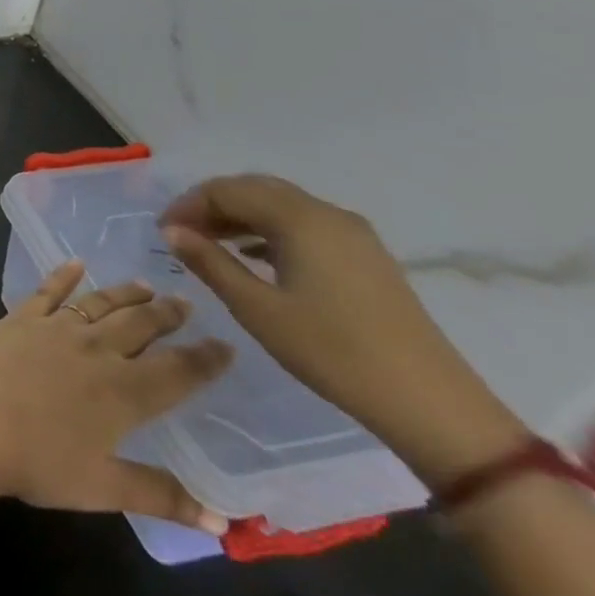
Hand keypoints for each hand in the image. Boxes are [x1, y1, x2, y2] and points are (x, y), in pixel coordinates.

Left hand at [0, 263, 232, 533]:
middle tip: (186, 302)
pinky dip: (63, 275)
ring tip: (146, 285)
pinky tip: (75, 263)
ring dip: (125, 294)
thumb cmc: (39, 461)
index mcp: (124, 393)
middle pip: (140, 327)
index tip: (226, 344)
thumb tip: (224, 522)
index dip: (205, 359)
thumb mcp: (105, 489)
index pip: (177, 372)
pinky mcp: (20, 318)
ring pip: (99, 304)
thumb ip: (162, 497)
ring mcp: (55, 328)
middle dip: (166, 315)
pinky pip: (47, 291)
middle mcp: (95, 350)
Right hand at [160, 174, 527, 487]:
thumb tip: (171, 231)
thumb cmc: (332, 352)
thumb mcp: (257, 309)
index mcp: (300, 218)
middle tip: (182, 233)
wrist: (431, 406)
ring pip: (281, 206)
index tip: (163, 232)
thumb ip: (209, 262)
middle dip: (213, 205)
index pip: (227, 190)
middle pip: (255, 190)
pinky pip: (304, 225)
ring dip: (240, 216)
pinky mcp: (366, 257)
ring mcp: (353, 235)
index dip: (189, 205)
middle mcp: (327, 213)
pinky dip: (269, 230)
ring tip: (210, 244)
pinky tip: (254, 256)